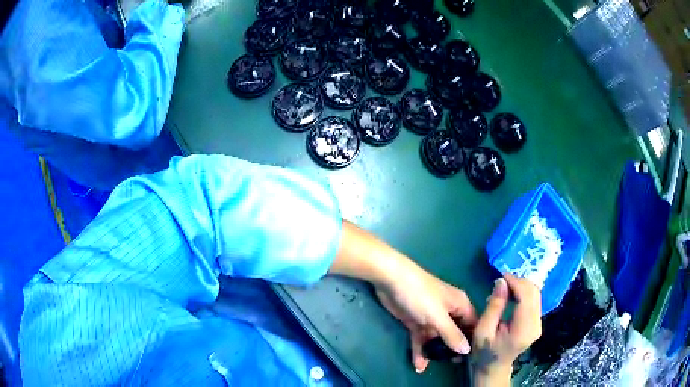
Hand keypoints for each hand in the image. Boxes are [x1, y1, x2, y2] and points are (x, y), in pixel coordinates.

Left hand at [375, 264, 476, 373]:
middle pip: (454, 334)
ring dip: (434, 353)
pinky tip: (419, 366)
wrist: (390, 281)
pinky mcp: (415, 322)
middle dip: (453, 350)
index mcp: (460, 305)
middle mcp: (448, 312)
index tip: (474, 358)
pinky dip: (420, 351)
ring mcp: (431, 318)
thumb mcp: (438, 316)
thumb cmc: (420, 295)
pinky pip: (421, 339)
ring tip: (434, 369)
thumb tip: (467, 350)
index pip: (472, 325)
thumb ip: (452, 334)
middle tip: (453, 367)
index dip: (474, 341)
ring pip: (436, 339)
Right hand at [471, 274, 541, 385]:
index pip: (526, 297)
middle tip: (501, 282)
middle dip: (519, 282)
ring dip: (521, 286)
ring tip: (504, 289)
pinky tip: (511, 295)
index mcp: (523, 329)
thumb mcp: (483, 330)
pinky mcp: (537, 321)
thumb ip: (494, 306)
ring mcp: (538, 323)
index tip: (501, 276)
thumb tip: (501, 281)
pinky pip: (534, 300)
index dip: (516, 282)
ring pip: (535, 294)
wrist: (493, 368)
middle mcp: (536, 324)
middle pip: (534, 293)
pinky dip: (523, 293)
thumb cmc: (484, 351)